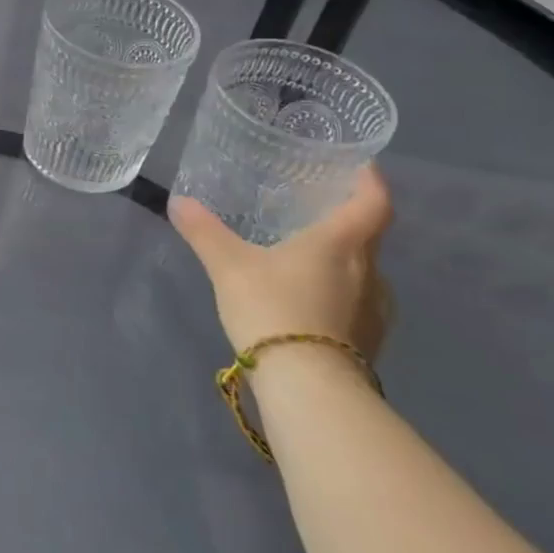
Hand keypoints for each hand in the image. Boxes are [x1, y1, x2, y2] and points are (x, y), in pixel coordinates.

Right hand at [168, 165, 393, 360]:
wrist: (308, 386)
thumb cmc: (273, 308)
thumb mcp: (228, 266)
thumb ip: (204, 232)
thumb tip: (178, 201)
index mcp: (342, 244)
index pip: (373, 202)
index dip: (370, 180)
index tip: (360, 166)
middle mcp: (370, 272)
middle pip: (367, 237)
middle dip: (344, 222)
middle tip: (312, 212)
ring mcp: (375, 310)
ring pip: (363, 273)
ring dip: (340, 262)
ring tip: (304, 259)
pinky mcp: (369, 341)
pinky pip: (357, 304)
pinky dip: (337, 295)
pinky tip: (307, 301)